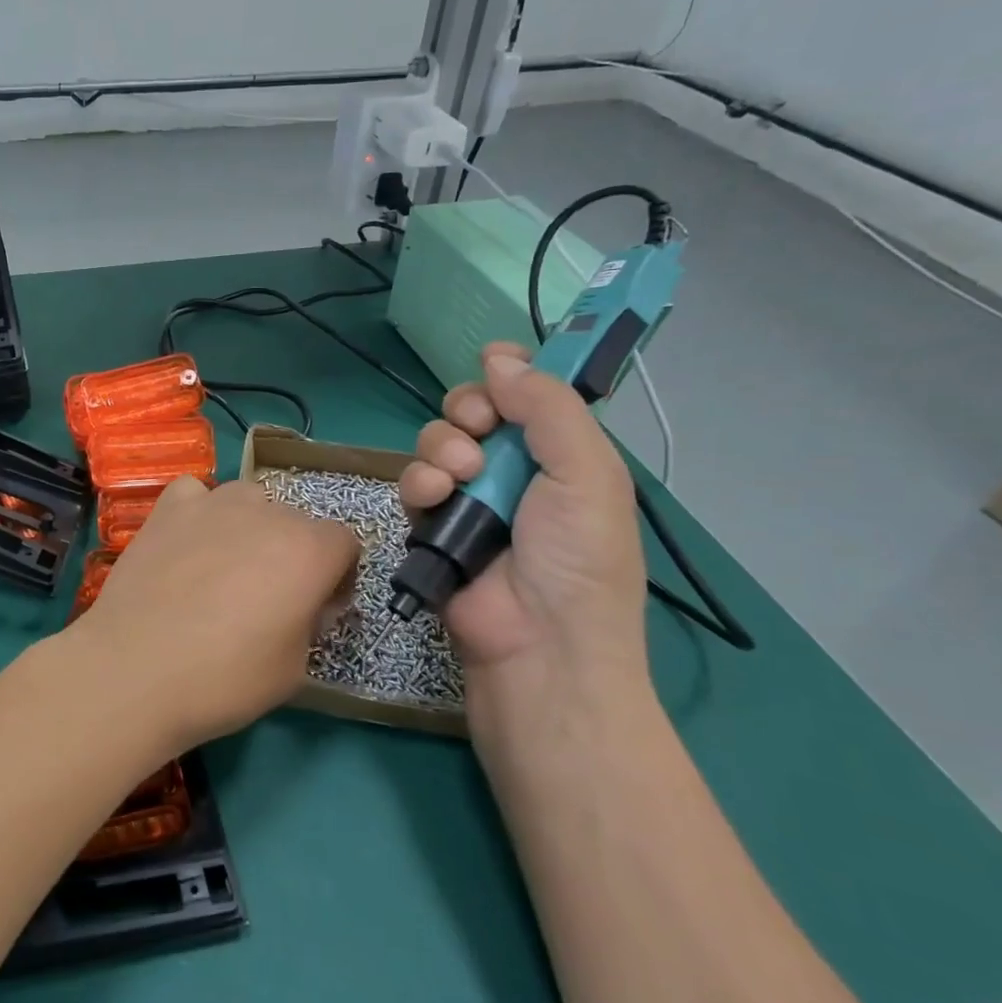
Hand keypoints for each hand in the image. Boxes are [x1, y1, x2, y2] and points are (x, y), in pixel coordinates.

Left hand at [69, 475, 358, 754]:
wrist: (135, 670)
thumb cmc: (225, 679)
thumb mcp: (296, 668)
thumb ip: (312, 623)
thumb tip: (306, 603)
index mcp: (309, 549)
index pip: (345, 543)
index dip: (336, 577)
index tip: (316, 608)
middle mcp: (268, 512)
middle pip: (296, 522)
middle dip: (292, 554)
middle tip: (265, 598)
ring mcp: (213, 503)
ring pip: (249, 501)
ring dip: (249, 528)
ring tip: (222, 569)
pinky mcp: (168, 508)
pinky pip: (196, 494)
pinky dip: (198, 512)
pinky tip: (186, 543)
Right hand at [398, 345, 649, 700]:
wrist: (538, 645)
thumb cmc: (578, 559)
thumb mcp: (587, 473)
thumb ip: (548, 407)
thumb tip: (500, 357)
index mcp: (563, 455)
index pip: (531, 395)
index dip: (512, 373)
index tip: (495, 364)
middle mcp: (515, 471)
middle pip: (475, 410)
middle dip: (469, 410)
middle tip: (479, 428)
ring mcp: (470, 499)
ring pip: (437, 442)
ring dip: (442, 448)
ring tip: (460, 477)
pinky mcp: (432, 526)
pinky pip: (414, 483)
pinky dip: (419, 483)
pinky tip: (434, 499)